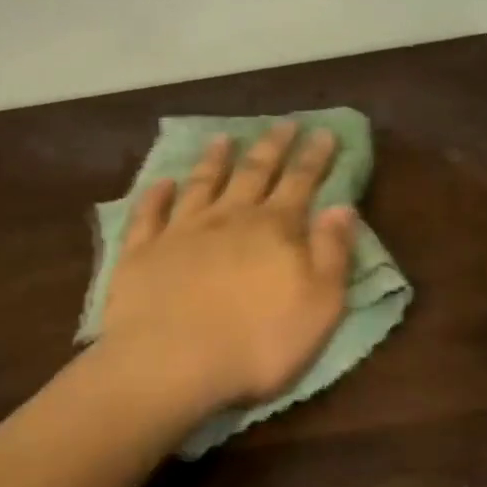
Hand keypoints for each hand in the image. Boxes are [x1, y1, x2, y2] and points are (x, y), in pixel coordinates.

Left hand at [102, 122, 357, 413]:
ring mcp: (181, 232)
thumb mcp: (319, 304)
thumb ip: (333, 253)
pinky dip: (155, 195)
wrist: (171, 363)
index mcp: (275, 229)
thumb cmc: (258, 342)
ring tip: (223, 138)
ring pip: (202, 184)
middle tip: (284, 123)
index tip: (324, 131)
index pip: (301, 183)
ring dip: (214, 160)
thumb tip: (343, 207)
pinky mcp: (142, 253)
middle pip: (254, 173)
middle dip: (272, 146)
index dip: (315, 157)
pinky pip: (149, 214)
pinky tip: (160, 182)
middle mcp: (229, 218)